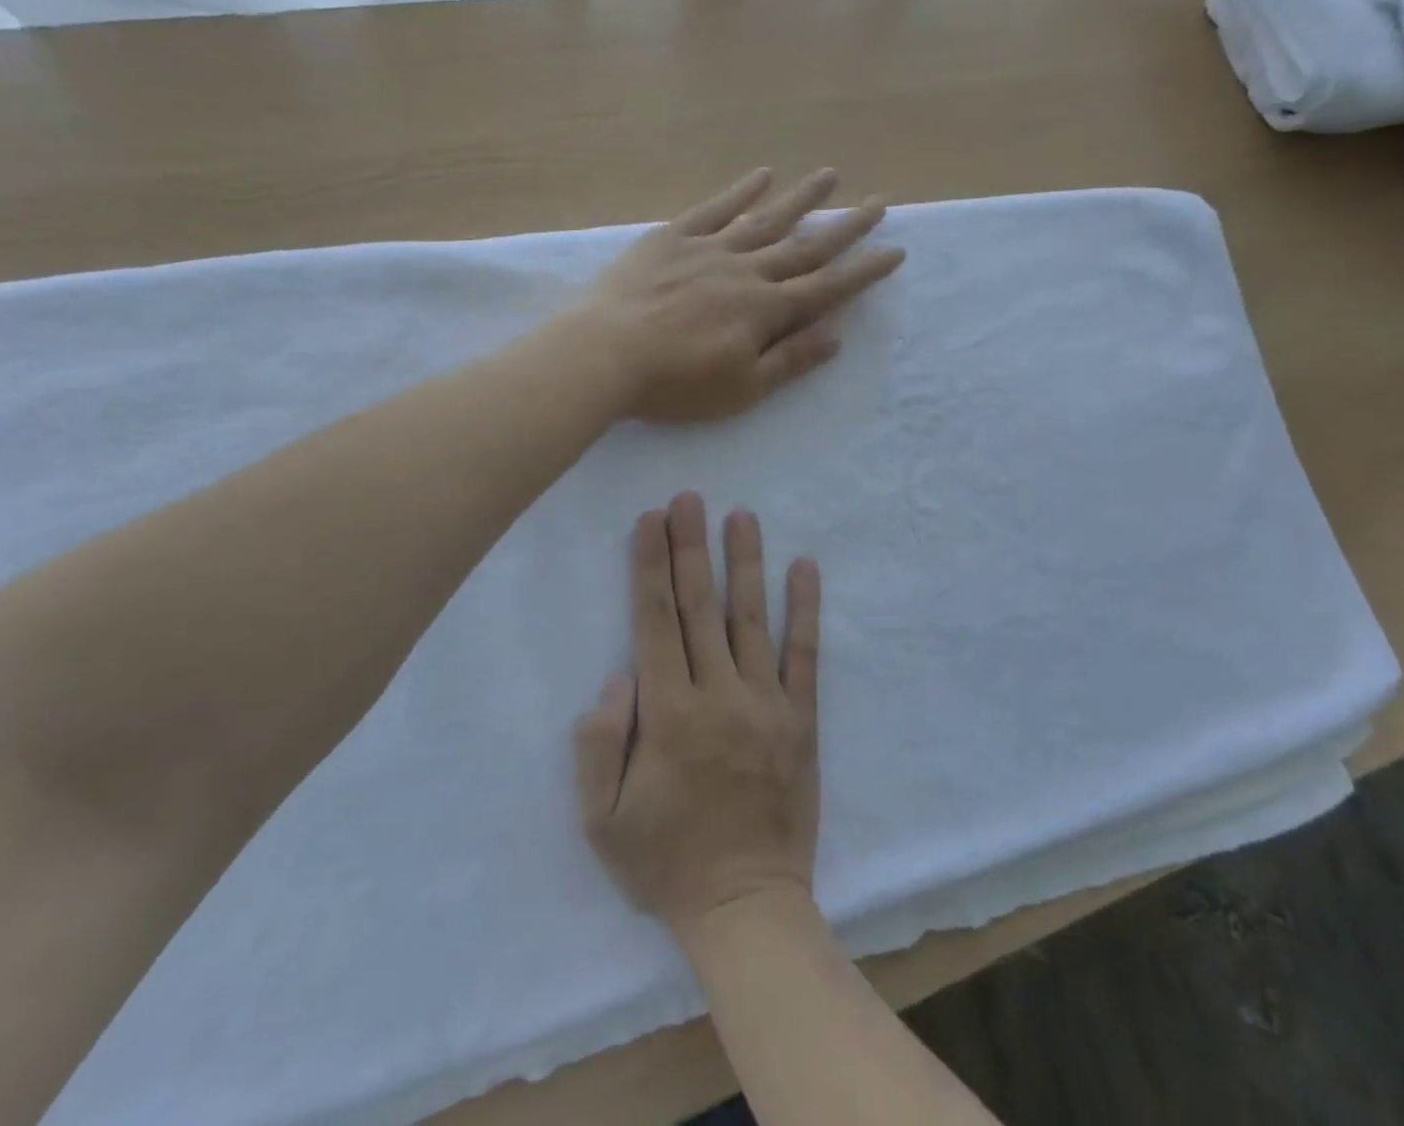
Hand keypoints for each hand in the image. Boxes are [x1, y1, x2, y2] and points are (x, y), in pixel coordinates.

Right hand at [575, 493, 820, 934]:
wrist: (747, 906)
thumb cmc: (666, 862)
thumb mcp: (602, 820)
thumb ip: (598, 744)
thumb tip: (618, 675)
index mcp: (668, 715)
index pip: (655, 622)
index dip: (650, 567)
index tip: (649, 521)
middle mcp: (719, 695)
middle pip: (700, 607)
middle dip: (690, 547)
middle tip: (688, 498)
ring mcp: (767, 704)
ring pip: (752, 619)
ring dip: (745, 562)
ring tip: (741, 514)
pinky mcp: (802, 718)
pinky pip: (804, 654)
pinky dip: (805, 608)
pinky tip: (805, 567)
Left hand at [583, 168, 904, 421]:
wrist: (604, 353)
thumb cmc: (674, 383)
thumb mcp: (740, 389)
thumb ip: (789, 360)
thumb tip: (836, 335)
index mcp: (765, 310)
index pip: (826, 288)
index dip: (863, 271)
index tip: (895, 250)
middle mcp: (746, 271)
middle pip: (805, 246)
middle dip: (845, 227)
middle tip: (878, 201)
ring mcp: (709, 249)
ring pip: (766, 218)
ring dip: (801, 197)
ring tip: (830, 174)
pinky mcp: (672, 238)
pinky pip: (715, 208)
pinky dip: (741, 191)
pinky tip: (762, 174)